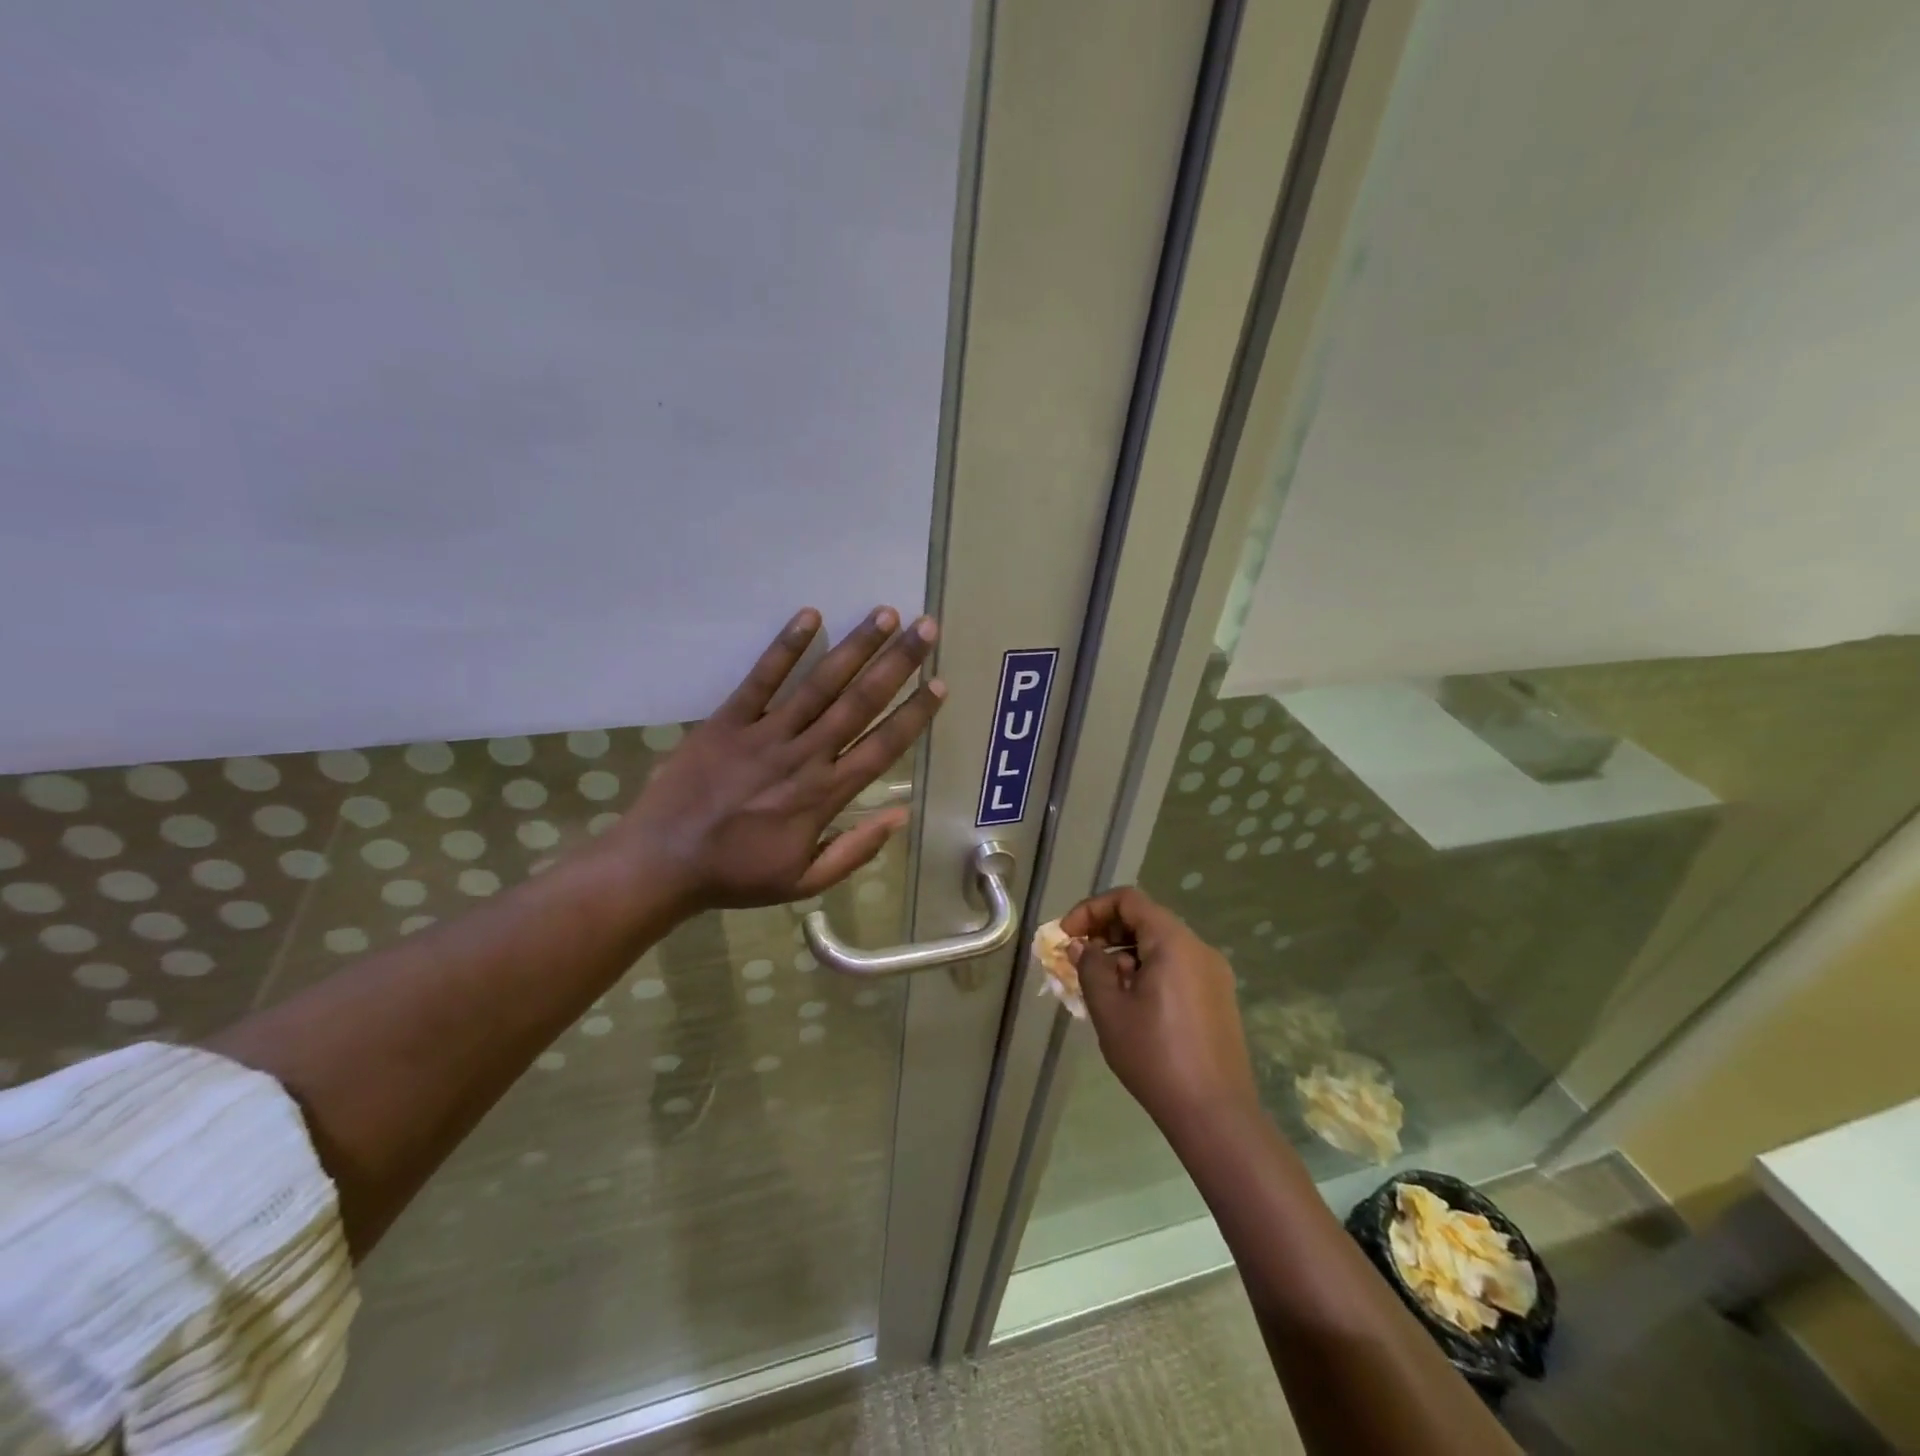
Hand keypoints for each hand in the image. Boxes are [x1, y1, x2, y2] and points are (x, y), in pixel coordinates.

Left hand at [606, 605, 943, 911]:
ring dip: (855, 646)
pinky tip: (810, 615)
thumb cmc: (737, 875)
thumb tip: (900, 816)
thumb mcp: (804, 882)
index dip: (914, 714)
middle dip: (897, 663)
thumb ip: (855, 850)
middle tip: (926, 628)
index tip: (939, 684)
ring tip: (885, 614)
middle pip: (860, 702)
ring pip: (820, 683)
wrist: (662, 863)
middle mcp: (804, 755)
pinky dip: (786, 646)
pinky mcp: (728, 719)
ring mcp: (765, 733)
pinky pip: (761, 677)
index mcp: (825, 795)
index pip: (882, 746)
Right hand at [1064, 886, 1259, 1132]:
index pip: (1128, 900)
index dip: (1092, 910)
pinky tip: (1132, 1004)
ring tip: (1101, 986)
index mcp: (1173, 942)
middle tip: (1079, 959)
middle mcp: (1198, 948)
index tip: (1068, 936)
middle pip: (1146, 919)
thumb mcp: (1109, 1010)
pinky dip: (1148, 970)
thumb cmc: (1155, 1057)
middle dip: (1107, 932)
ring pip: (1161, 945)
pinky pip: (1177, 967)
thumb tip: (1082, 946)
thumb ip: (1090, 968)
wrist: (1216, 1115)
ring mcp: (1213, 973)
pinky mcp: (1218, 997)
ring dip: (1125, 954)